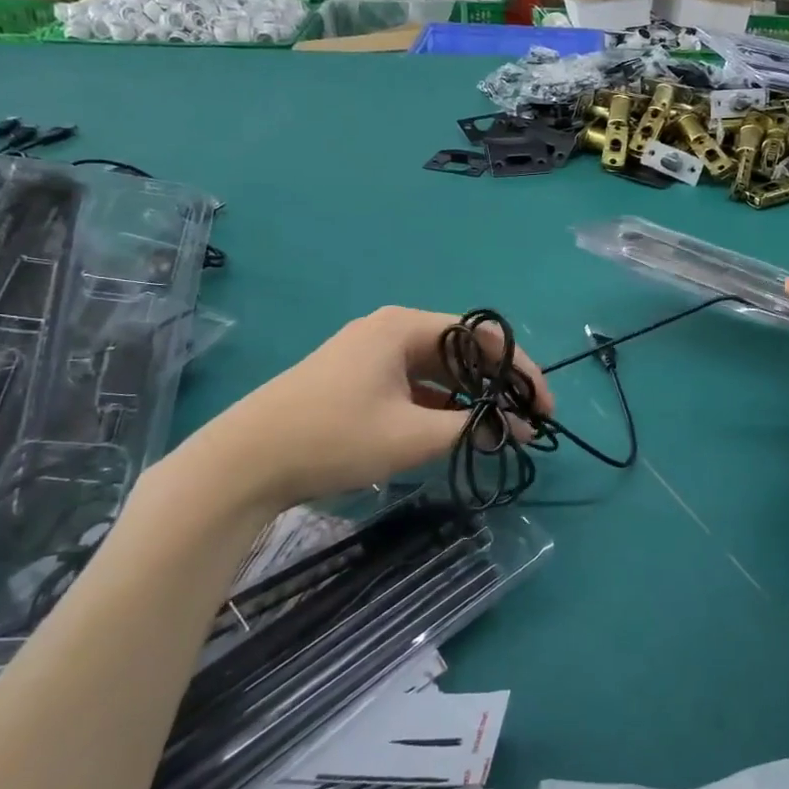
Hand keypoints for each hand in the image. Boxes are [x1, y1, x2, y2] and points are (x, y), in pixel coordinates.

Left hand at [171, 307, 550, 513]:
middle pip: (461, 349)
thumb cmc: (334, 436)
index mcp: (405, 327)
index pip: (482, 336)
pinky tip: (455, 428)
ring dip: (470, 396)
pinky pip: (413, 383)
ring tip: (498, 428)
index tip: (543, 407)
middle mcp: (391, 330)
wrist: (245, 461)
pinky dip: (440, 403)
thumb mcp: (412, 435)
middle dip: (497, 384)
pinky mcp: (358, 378)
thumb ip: (473, 428)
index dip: (520, 369)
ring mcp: (371, 354)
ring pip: (438, 369)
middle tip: (525, 421)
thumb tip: (519, 429)